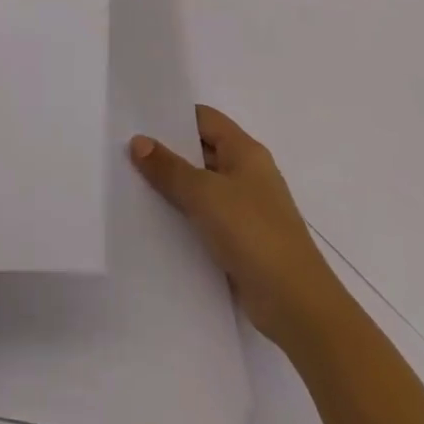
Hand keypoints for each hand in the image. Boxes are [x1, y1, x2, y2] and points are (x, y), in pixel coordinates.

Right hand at [131, 105, 345, 346]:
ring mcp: (247, 210)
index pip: (204, 119)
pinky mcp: (242, 241)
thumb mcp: (204, 193)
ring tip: (132, 182)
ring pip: (202, 187)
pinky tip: (155, 219)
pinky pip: (206, 217)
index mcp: (246, 152)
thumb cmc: (254, 233)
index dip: (173, 116)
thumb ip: (169, 167)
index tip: (137, 119)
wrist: (298, 307)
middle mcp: (248, 174)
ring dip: (174, 186)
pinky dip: (184, 216)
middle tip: (126, 149)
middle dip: (167, 151)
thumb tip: (138, 141)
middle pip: (201, 151)